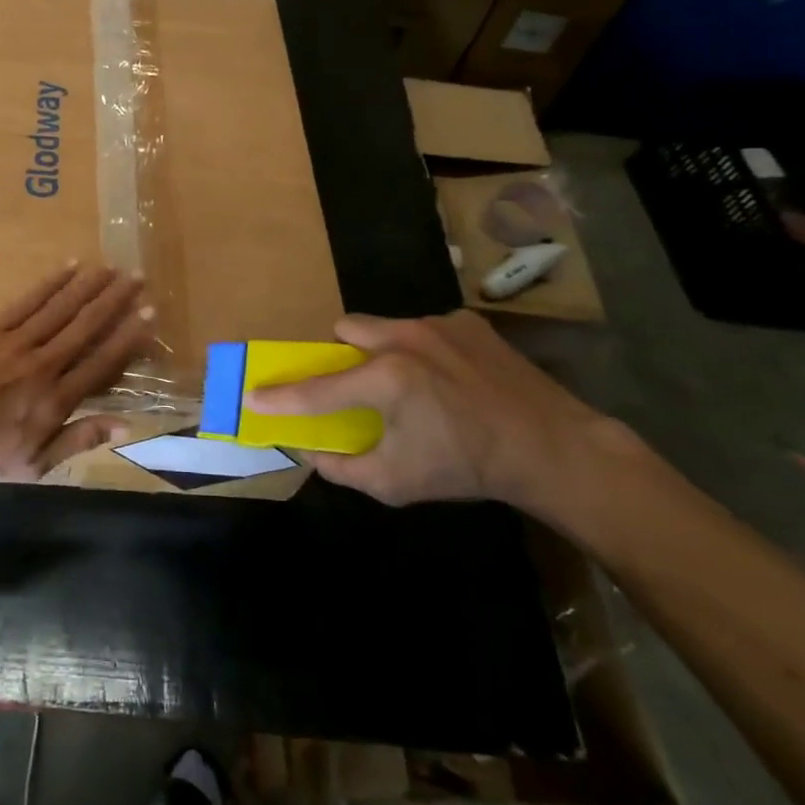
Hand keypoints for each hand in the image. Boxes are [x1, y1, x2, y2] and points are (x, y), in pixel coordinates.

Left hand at [0, 264, 154, 484]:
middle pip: (86, 326)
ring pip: (61, 307)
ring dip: (88, 286)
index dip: (129, 337)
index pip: (102, 361)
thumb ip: (79, 439)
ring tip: (111, 268)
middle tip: (137, 277)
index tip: (149, 314)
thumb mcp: (34, 463)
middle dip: (115, 301)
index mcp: (56, 398)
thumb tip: (125, 425)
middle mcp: (44, 363)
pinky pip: (27, 300)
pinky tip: (68, 267)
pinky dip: (50, 283)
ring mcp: (16, 341)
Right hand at [245, 310, 636, 518]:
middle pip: (345, 329)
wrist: (552, 448)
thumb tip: (310, 452)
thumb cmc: (467, 468)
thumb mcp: (396, 482)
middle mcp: (404, 339)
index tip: (252, 396)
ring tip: (410, 383)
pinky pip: (424, 328)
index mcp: (386, 380)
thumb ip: (343, 467)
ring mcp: (438, 325)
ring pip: (384, 325)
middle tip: (357, 385)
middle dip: (341, 355)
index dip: (280, 397)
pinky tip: (450, 378)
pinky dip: (423, 350)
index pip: (317, 390)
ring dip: (381, 350)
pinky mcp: (467, 322)